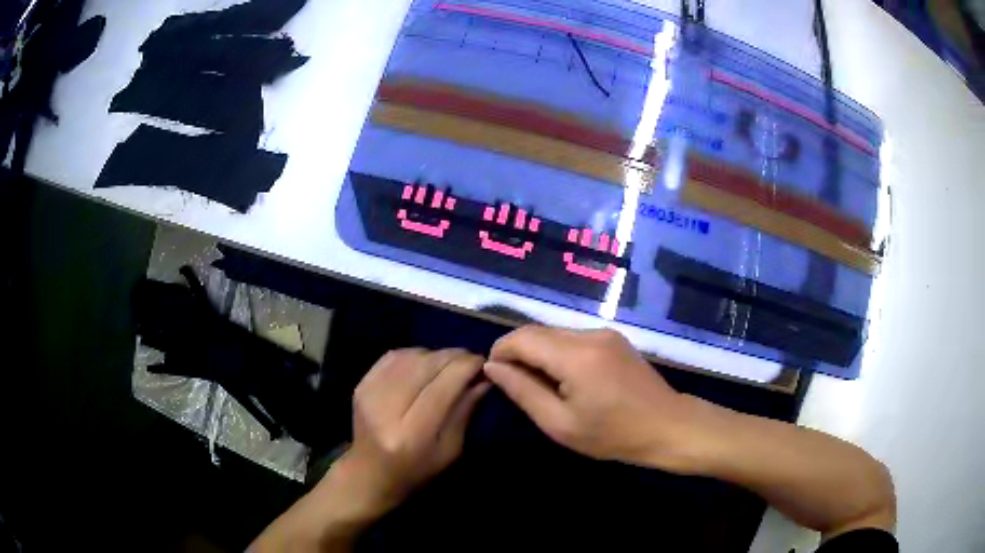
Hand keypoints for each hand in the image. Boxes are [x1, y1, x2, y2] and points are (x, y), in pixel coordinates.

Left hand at [336, 348, 490, 515]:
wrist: (369, 473)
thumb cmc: (416, 470)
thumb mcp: (450, 450)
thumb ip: (465, 412)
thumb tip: (484, 377)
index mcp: (412, 434)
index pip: (444, 386)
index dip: (467, 367)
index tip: (483, 363)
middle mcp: (387, 409)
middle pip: (426, 365)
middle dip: (454, 357)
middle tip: (470, 360)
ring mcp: (369, 393)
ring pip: (411, 356)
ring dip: (435, 354)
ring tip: (448, 364)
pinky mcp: (361, 384)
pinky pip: (393, 356)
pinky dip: (414, 354)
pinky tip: (424, 364)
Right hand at [484, 326, 706, 471]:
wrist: (667, 426)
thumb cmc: (612, 435)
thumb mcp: (560, 424)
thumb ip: (523, 391)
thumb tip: (493, 367)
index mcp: (575, 356)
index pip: (522, 338)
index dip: (500, 351)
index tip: (494, 375)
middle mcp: (589, 334)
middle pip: (537, 331)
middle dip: (517, 351)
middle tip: (514, 384)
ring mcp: (604, 333)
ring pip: (554, 333)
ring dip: (538, 352)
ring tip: (540, 385)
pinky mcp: (613, 338)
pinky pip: (573, 338)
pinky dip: (558, 352)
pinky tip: (565, 378)